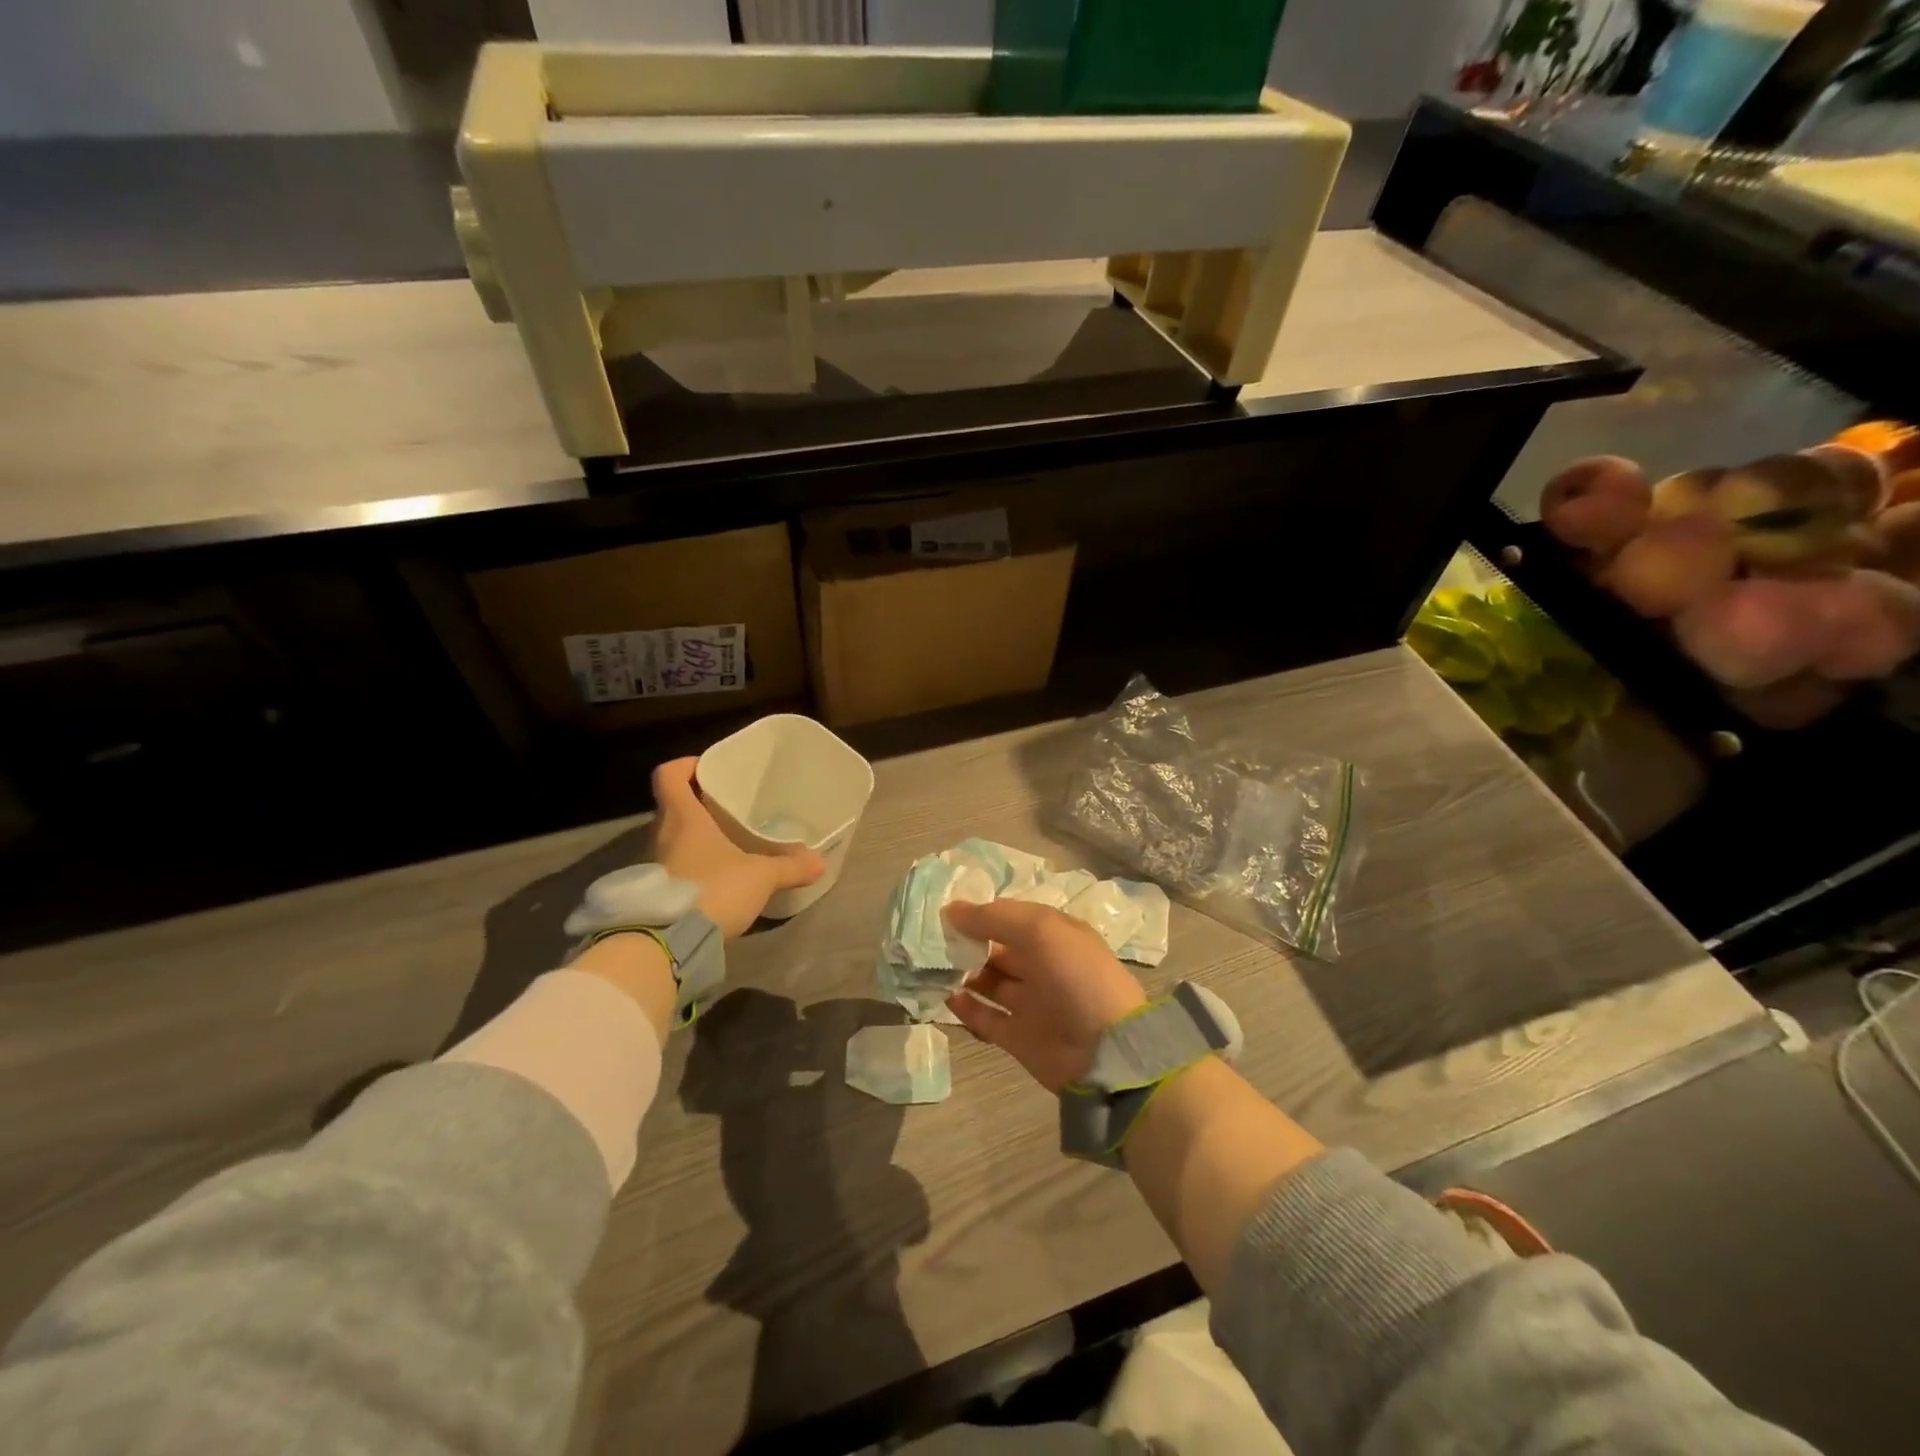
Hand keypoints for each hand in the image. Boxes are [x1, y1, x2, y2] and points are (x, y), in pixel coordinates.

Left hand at [651, 758, 824, 937]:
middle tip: (728, 809)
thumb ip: (790, 867)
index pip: (668, 775)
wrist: (667, 945)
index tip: (709, 769)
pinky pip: (672, 868)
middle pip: (673, 807)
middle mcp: (660, 835)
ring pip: (672, 839)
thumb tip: (820, 861)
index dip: (685, 765)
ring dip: (694, 839)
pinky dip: (691, 867)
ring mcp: (652, 865)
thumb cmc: (712, 890)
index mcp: (682, 817)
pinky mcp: (653, 893)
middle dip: (698, 805)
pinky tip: (715, 880)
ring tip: (727, 845)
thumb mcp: (760, 877)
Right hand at [942, 898, 1147, 1091]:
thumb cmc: (1076, 976)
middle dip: (969, 943)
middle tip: (933, 941)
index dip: (982, 913)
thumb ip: (993, 918)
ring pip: (990, 982)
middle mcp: (1043, 966)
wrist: (1105, 1051)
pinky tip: (947, 996)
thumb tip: (950, 909)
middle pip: (998, 949)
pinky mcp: (1019, 1037)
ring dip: (964, 973)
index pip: (1011, 918)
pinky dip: (967, 1008)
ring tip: (934, 966)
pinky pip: (986, 1018)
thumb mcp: (1040, 930)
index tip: (946, 912)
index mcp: (1055, 936)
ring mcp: (1031, 1003)